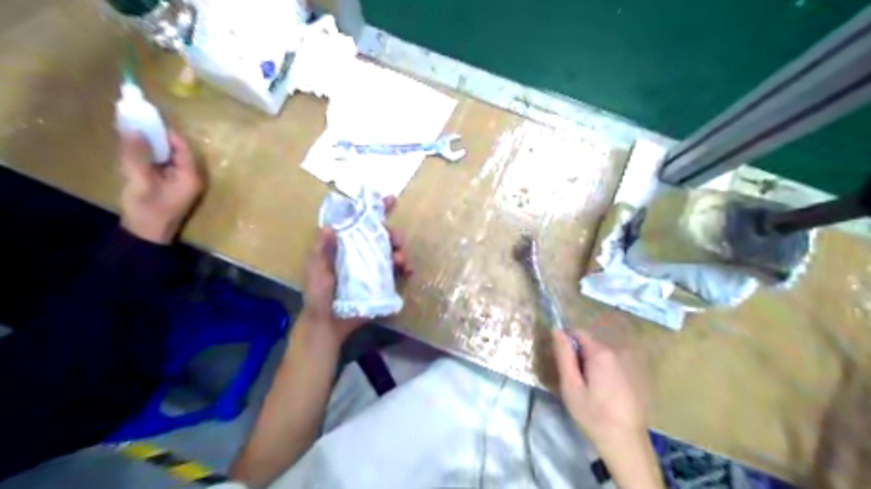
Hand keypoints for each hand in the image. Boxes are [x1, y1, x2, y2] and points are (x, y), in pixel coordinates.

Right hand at [118, 130, 203, 243]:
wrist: (146, 236)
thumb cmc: (147, 209)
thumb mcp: (140, 180)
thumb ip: (137, 154)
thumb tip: (134, 128)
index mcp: (191, 175)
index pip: (182, 146)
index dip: (165, 131)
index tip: (144, 117)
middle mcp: (192, 176)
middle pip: (177, 150)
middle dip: (157, 136)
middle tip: (134, 121)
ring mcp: (182, 181)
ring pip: (169, 156)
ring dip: (152, 145)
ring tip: (131, 131)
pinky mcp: (172, 185)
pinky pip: (164, 164)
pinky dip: (151, 156)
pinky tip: (134, 148)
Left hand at [303, 198, 411, 346]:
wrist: (328, 324)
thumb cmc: (318, 295)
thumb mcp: (316, 271)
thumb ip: (322, 251)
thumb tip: (329, 227)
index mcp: (345, 245)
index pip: (360, 223)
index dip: (375, 210)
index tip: (390, 199)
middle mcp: (361, 252)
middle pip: (382, 235)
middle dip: (393, 233)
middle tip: (397, 239)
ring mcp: (373, 267)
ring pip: (392, 251)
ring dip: (400, 251)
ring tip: (401, 259)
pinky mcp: (382, 282)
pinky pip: (397, 271)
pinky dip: (405, 268)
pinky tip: (408, 271)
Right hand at [551, 328, 645, 446]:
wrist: (625, 442)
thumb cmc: (593, 414)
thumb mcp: (570, 385)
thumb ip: (563, 355)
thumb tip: (556, 330)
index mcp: (600, 353)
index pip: (579, 333)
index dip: (566, 342)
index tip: (561, 361)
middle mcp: (617, 353)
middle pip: (591, 344)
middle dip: (578, 355)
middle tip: (572, 379)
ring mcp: (628, 364)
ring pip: (602, 356)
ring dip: (591, 364)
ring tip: (586, 388)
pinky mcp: (635, 377)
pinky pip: (613, 366)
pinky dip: (604, 372)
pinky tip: (602, 394)